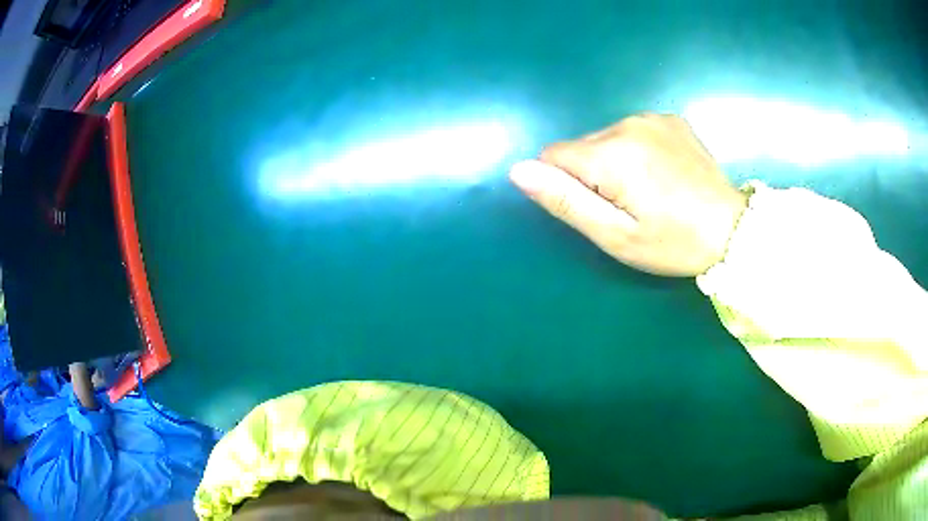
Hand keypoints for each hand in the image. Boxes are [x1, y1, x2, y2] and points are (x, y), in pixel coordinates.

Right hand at [510, 113, 747, 276]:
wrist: (733, 230)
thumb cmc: (674, 242)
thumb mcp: (616, 235)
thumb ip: (565, 200)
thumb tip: (519, 170)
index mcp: (611, 154)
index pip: (553, 156)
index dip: (565, 186)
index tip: (597, 209)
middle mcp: (628, 124)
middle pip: (581, 146)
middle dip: (591, 175)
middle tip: (628, 207)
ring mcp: (653, 118)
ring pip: (606, 138)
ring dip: (614, 162)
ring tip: (648, 192)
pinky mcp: (671, 119)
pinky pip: (634, 131)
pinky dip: (637, 150)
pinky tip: (663, 173)